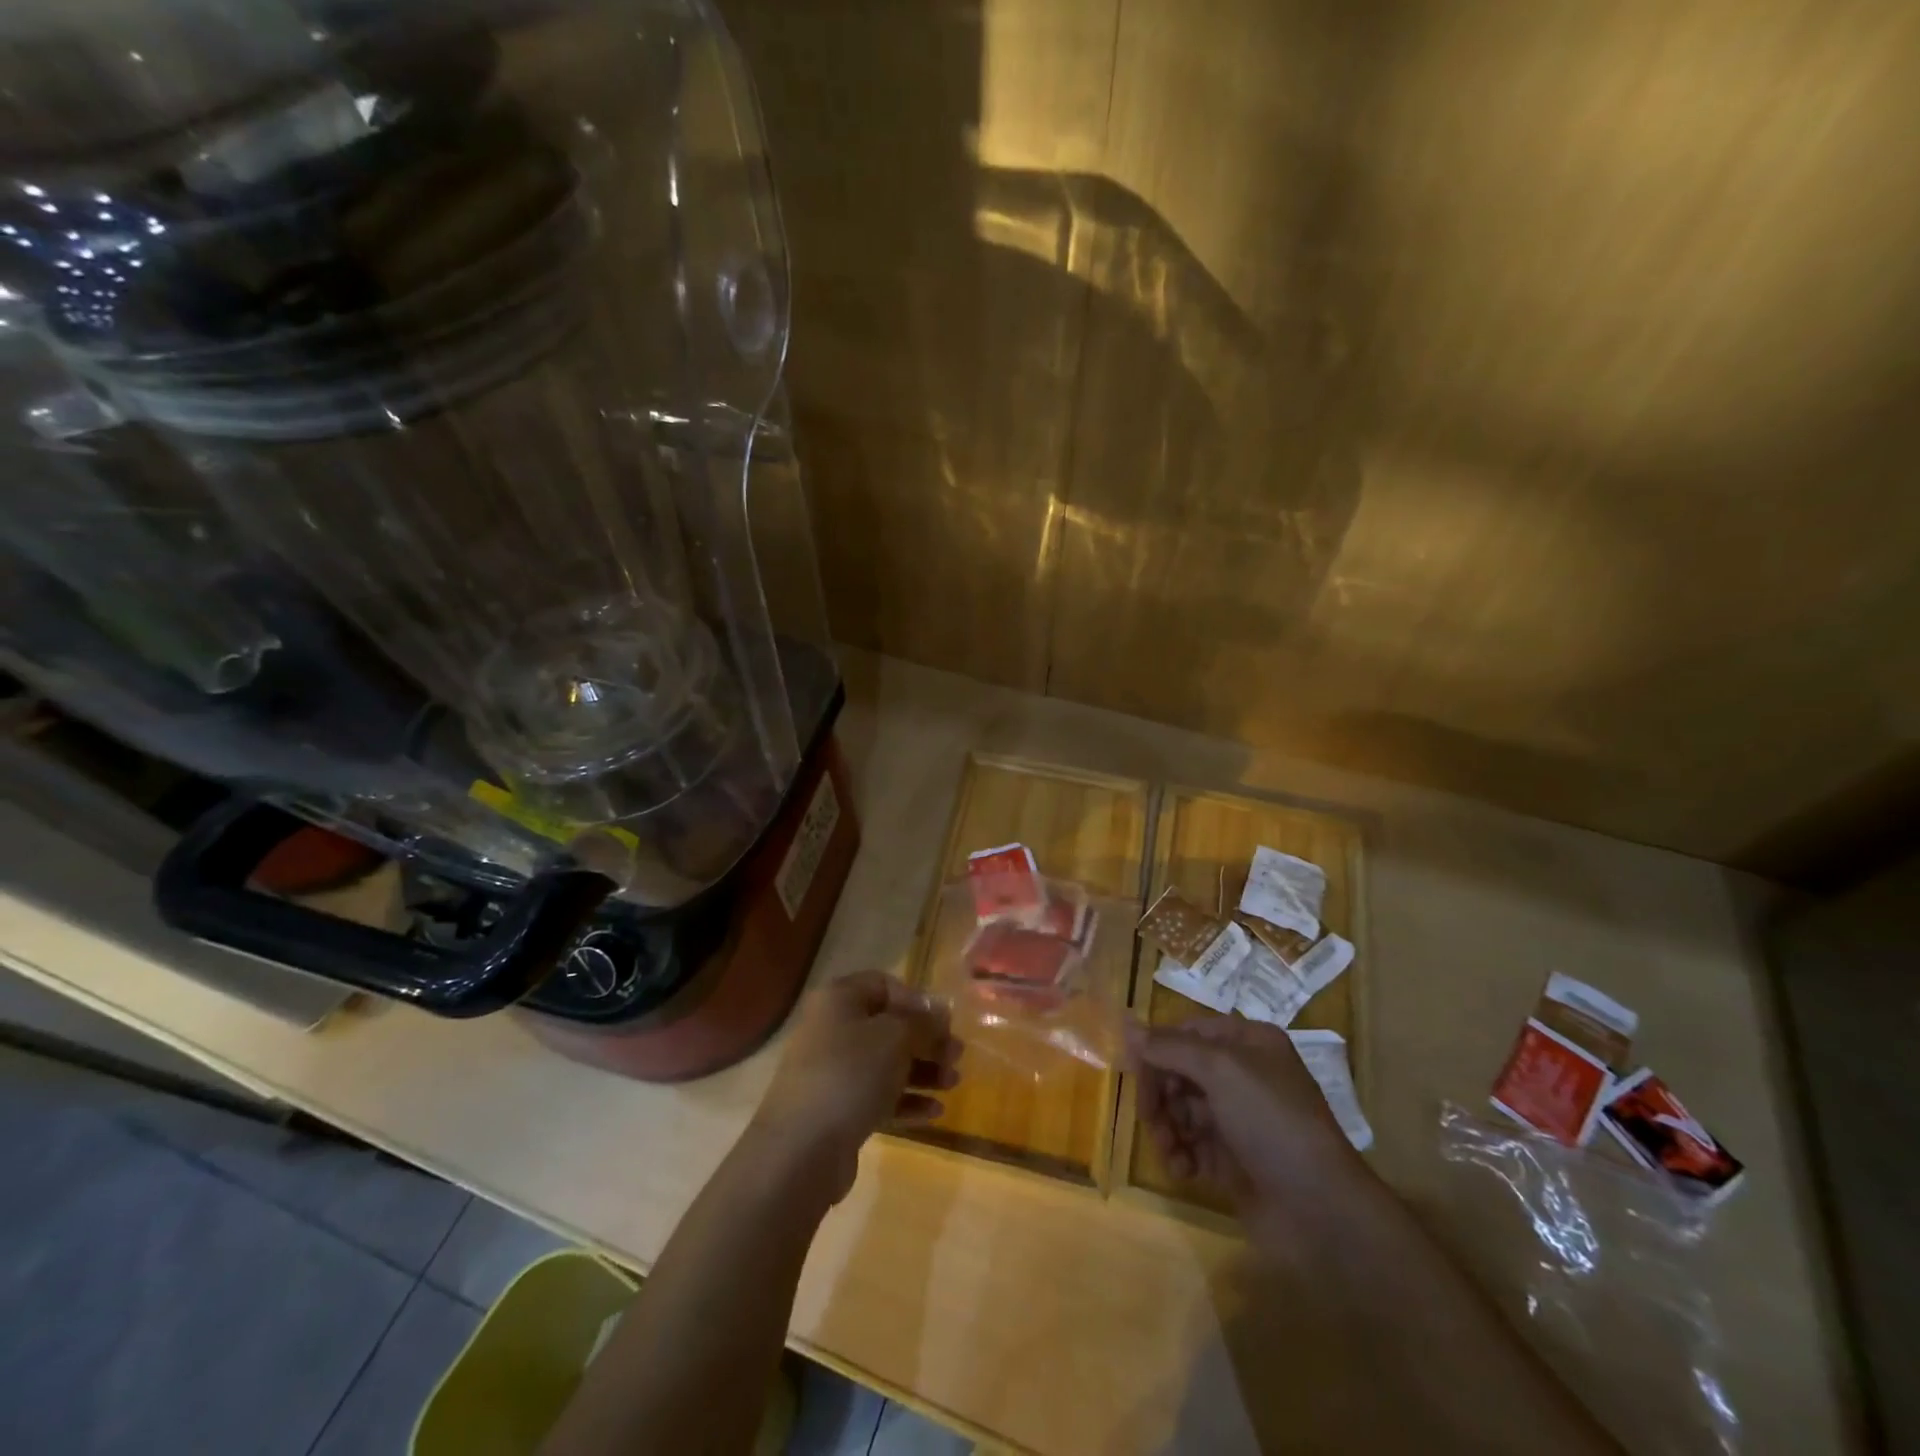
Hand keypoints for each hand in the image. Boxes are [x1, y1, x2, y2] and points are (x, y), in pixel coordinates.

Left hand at [749, 971, 960, 1203]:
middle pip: (887, 1026)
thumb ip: (923, 1021)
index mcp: (839, 1000)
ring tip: (954, 1083)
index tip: (943, 1022)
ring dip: (922, 1071)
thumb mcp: (896, 1037)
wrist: (801, 1149)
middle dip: (926, 1040)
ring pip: (885, 1063)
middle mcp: (832, 1029)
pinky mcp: (836, 1110)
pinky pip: (877, 1096)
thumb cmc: (851, 1074)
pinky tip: (935, 1112)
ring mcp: (832, 1072)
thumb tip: (940, 1010)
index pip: (883, 984)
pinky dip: (906, 1100)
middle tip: (957, 1056)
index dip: (916, 1000)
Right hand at [1128, 1016, 1360, 1214]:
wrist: (1321, 1211)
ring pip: (1182, 1110)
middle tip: (1149, 1117)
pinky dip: (1180, 1155)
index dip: (1159, 1048)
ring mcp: (1239, 1120)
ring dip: (1166, 1127)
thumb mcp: (1220, 1069)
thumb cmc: (1272, 1122)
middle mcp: (1244, 1076)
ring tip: (1169, 1150)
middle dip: (1160, 1093)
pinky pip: (1192, 1146)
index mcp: (1248, 1043)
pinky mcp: (1233, 1162)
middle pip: (1181, 1071)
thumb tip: (1127, 1026)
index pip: (1189, 1032)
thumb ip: (1170, 1047)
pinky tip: (1182, 1170)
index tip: (1132, 1069)